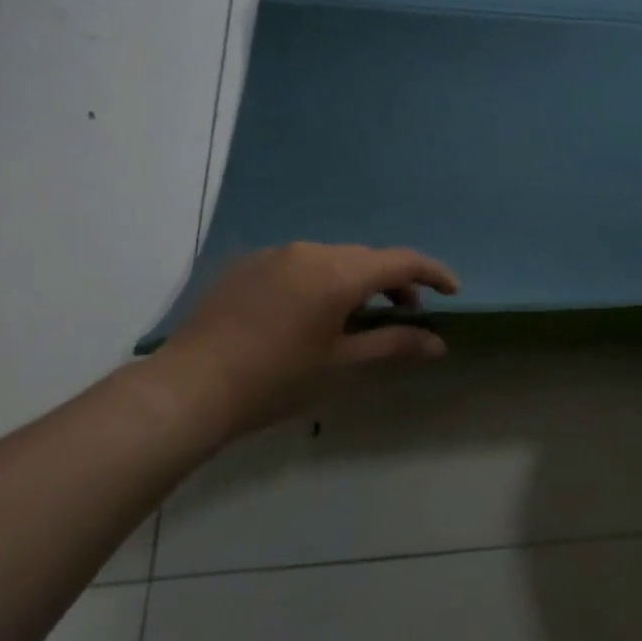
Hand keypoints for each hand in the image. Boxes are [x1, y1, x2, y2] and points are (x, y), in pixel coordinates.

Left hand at [159, 242, 459, 435]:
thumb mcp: (341, 364)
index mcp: (339, 273)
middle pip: (367, 258)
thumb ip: (394, 345)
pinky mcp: (248, 264)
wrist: (189, 389)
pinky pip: (299, 264)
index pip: (402, 261)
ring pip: (333, 259)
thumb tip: (439, 344)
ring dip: (355, 281)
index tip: (452, 292)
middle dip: (393, 282)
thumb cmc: (276, 381)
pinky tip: (308, 314)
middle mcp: (310, 251)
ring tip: (356, 317)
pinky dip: (320, 280)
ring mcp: (275, 254)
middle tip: (405, 315)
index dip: (433, 273)